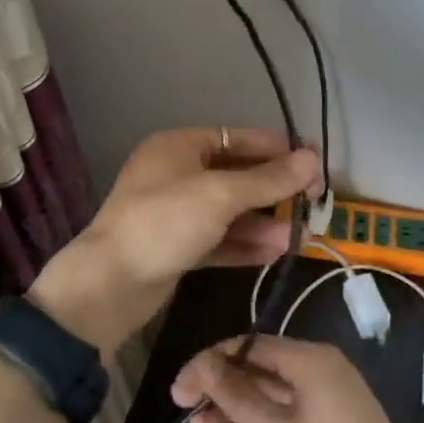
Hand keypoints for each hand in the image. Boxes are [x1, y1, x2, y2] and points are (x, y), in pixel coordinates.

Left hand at [28, 128, 320, 356]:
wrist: (109, 284)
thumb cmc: (164, 223)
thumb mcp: (220, 195)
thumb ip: (268, 179)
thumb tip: (313, 159)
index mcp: (179, 146)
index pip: (238, 138)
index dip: (277, 150)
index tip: (314, 165)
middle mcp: (177, 174)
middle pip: (236, 175)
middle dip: (273, 190)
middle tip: (312, 204)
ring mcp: (175, 212)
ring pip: (229, 211)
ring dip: (263, 221)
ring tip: (299, 235)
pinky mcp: (176, 247)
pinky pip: (218, 239)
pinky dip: (244, 244)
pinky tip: (275, 252)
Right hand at [170, 336, 423, 422]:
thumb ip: (236, 395)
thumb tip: (202, 363)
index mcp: (308, 358)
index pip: (247, 346)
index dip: (209, 364)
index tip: (180, 391)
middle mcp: (319, 366)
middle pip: (258, 367)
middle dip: (221, 389)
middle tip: (187, 412)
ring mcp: (328, 392)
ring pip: (270, 390)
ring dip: (237, 408)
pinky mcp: (333, 418)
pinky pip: (287, 407)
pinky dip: (261, 419)